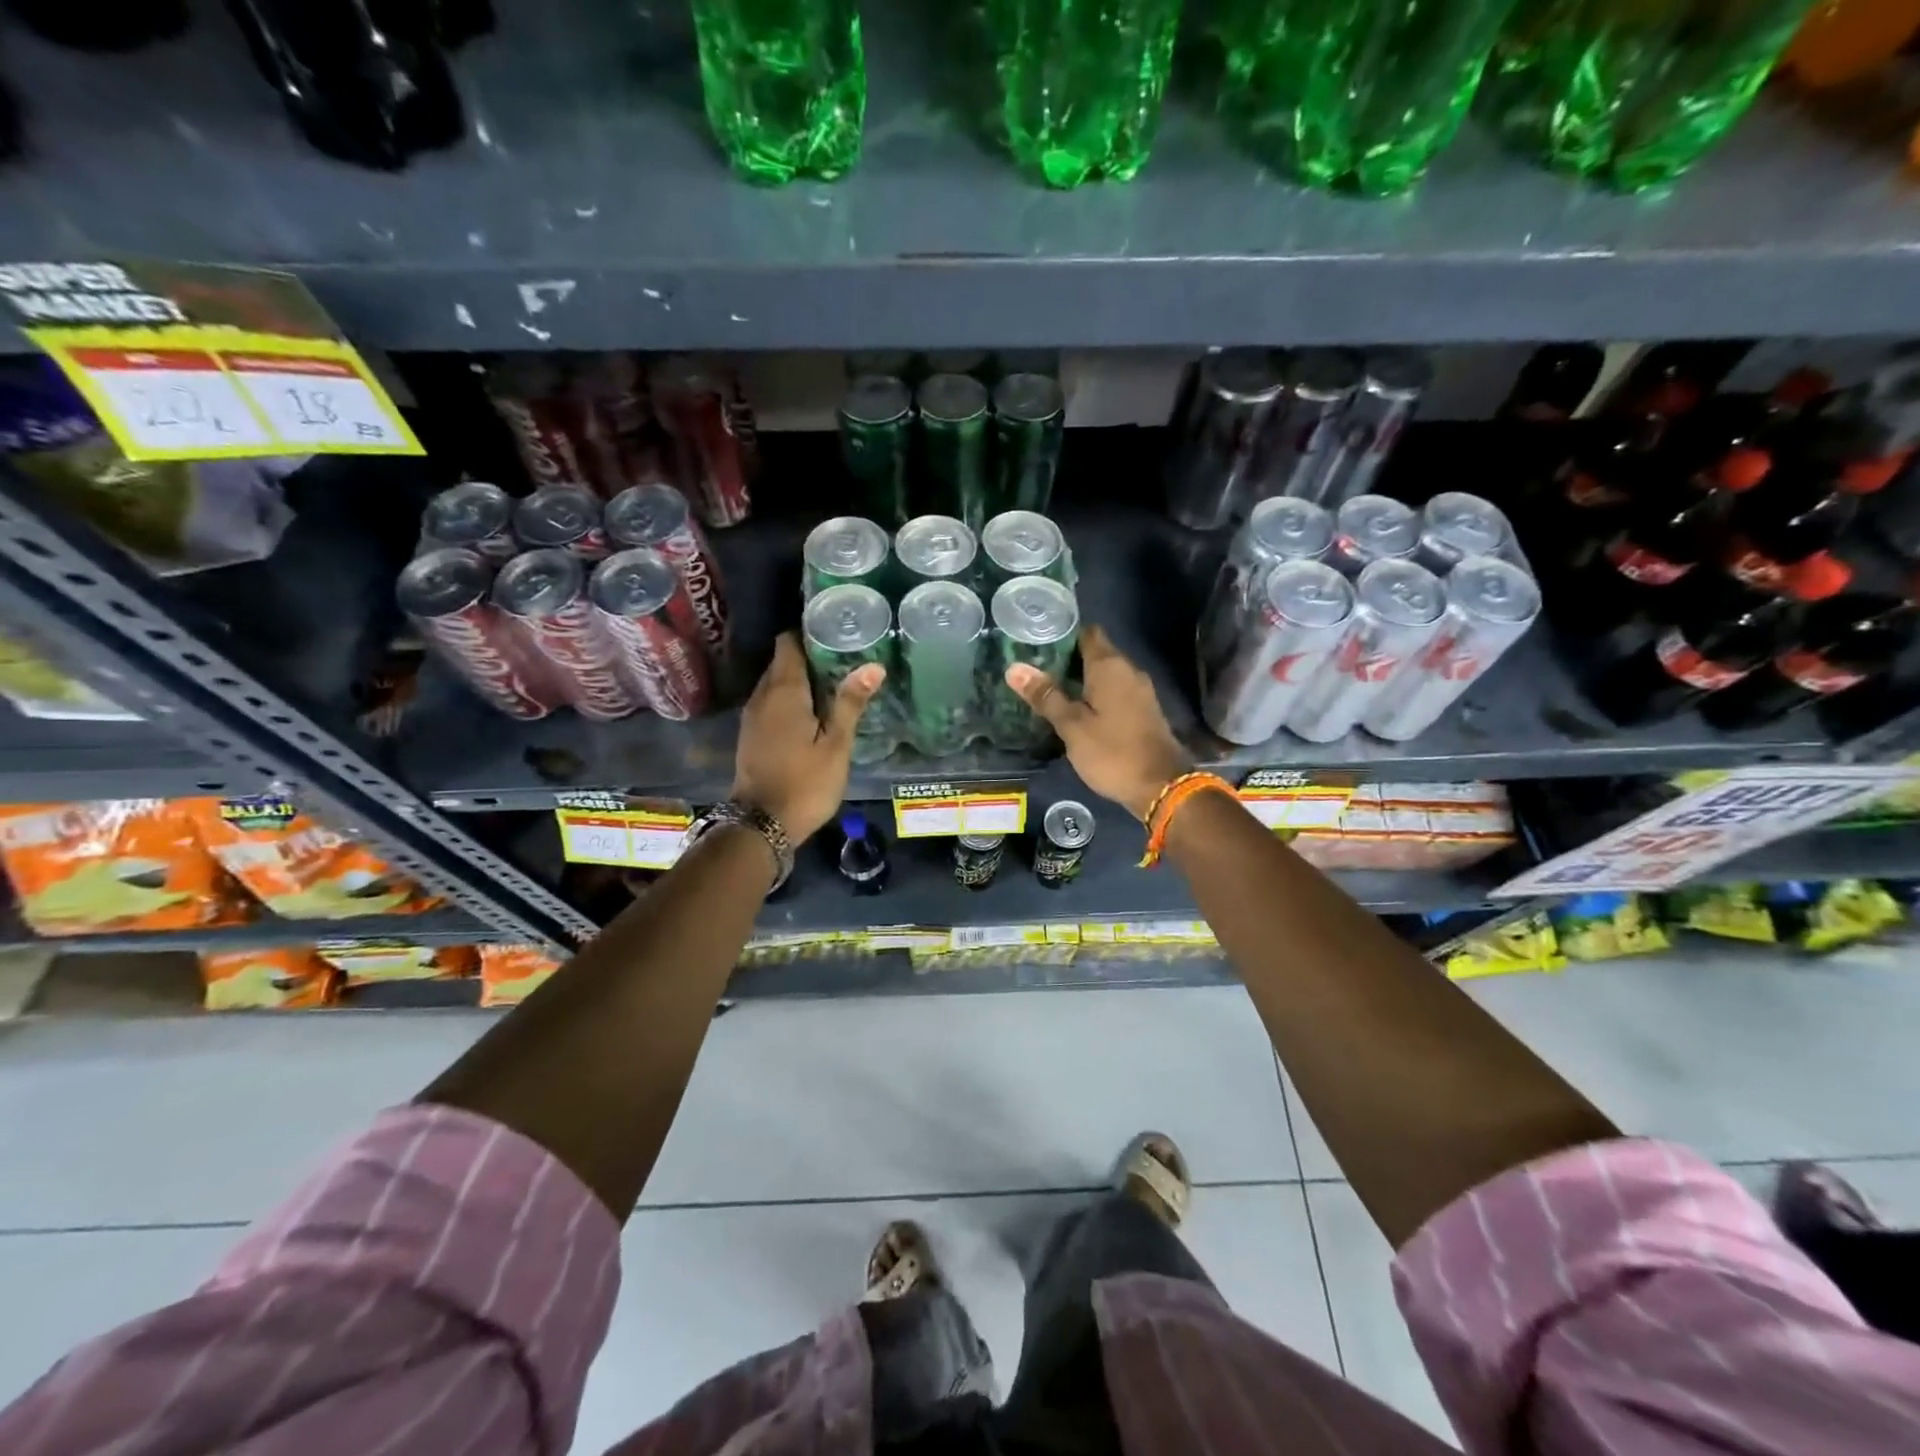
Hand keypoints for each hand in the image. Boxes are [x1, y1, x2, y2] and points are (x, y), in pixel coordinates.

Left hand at [733, 632, 884, 841]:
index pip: (788, 643)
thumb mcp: (836, 746)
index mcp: (784, 692)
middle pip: (781, 662)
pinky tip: (811, 711)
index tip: (834, 631)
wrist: (761, 824)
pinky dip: (788, 699)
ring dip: (799, 679)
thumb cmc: (805, 783)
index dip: (808, 632)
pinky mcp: (750, 735)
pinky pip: (770, 702)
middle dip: (808, 655)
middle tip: (843, 656)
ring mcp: (752, 716)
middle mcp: (762, 696)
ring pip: (775, 683)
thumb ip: (850, 703)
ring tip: (832, 681)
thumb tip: (873, 666)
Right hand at [1005, 625, 1190, 821]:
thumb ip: (1046, 696)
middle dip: (1067, 658)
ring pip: (1105, 674)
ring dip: (1080, 678)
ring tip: (1049, 688)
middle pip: (1095, 652)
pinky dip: (1095, 694)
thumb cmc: (1112, 752)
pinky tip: (1075, 708)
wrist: (1162, 786)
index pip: (1087, 632)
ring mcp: (1139, 691)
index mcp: (1110, 666)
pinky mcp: (1143, 710)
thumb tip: (1014, 668)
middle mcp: (1128, 670)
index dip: (1063, 634)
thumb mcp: (1072, 726)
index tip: (1037, 641)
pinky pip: (1115, 691)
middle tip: (1034, 668)